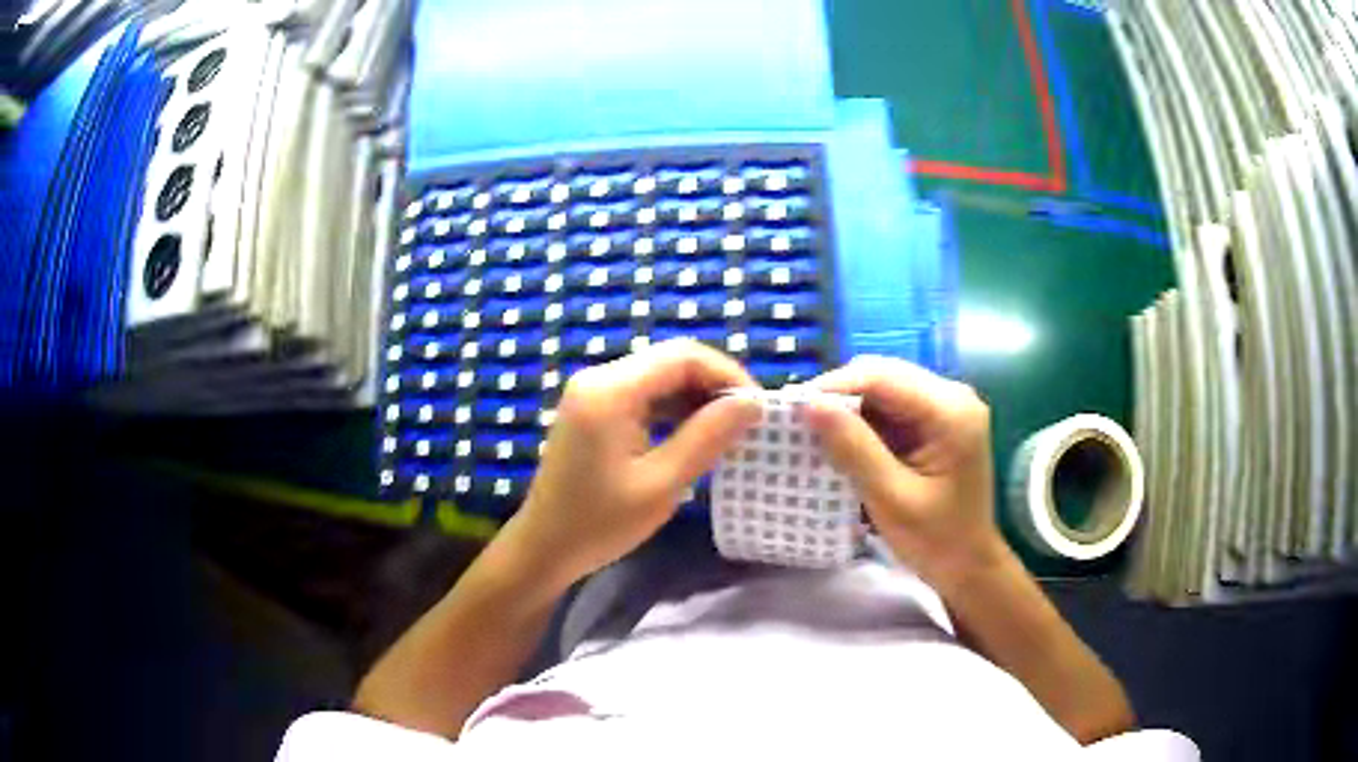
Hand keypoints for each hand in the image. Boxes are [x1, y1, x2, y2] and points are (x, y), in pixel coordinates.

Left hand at [509, 339, 760, 586]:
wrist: (544, 547)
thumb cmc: (600, 524)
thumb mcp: (662, 485)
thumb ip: (707, 438)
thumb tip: (752, 404)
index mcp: (610, 390)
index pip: (683, 356)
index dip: (728, 375)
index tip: (758, 410)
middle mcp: (599, 378)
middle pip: (671, 360)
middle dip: (714, 386)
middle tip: (747, 423)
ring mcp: (593, 392)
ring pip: (660, 376)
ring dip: (696, 397)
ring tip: (727, 431)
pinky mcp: (594, 409)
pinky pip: (643, 394)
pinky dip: (673, 408)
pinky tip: (694, 434)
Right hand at [802, 356, 1002, 589]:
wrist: (969, 564)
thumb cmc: (936, 539)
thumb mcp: (891, 498)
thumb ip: (853, 448)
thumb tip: (808, 404)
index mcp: (950, 410)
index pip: (882, 377)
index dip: (834, 386)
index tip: (791, 407)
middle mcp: (952, 395)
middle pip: (883, 375)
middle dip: (839, 395)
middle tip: (797, 421)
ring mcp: (945, 406)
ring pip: (883, 388)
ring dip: (848, 407)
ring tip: (812, 430)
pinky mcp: (936, 421)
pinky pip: (891, 407)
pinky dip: (863, 421)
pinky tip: (841, 440)